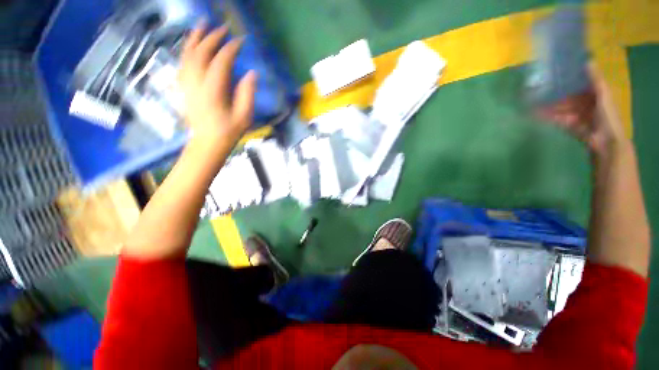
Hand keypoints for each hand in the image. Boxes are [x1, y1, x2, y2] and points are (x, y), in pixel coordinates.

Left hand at [178, 22, 256, 145]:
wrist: (208, 142)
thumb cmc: (229, 130)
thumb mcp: (245, 116)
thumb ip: (248, 93)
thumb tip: (251, 73)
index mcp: (213, 91)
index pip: (220, 62)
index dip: (230, 49)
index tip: (240, 41)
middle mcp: (196, 83)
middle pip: (201, 53)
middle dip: (213, 37)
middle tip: (223, 28)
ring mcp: (186, 84)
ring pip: (187, 54)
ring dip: (195, 37)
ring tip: (203, 25)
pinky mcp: (182, 86)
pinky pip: (182, 62)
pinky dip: (187, 49)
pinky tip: (192, 44)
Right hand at [537, 63, 627, 156]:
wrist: (606, 141)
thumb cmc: (608, 116)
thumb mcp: (604, 95)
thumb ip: (596, 80)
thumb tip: (587, 61)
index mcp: (595, 94)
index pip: (581, 84)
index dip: (570, 78)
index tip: (556, 72)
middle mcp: (585, 104)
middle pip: (568, 97)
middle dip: (556, 94)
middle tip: (539, 88)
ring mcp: (577, 116)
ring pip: (561, 108)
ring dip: (549, 107)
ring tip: (534, 103)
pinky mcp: (570, 126)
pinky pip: (557, 120)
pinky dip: (548, 118)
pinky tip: (537, 115)